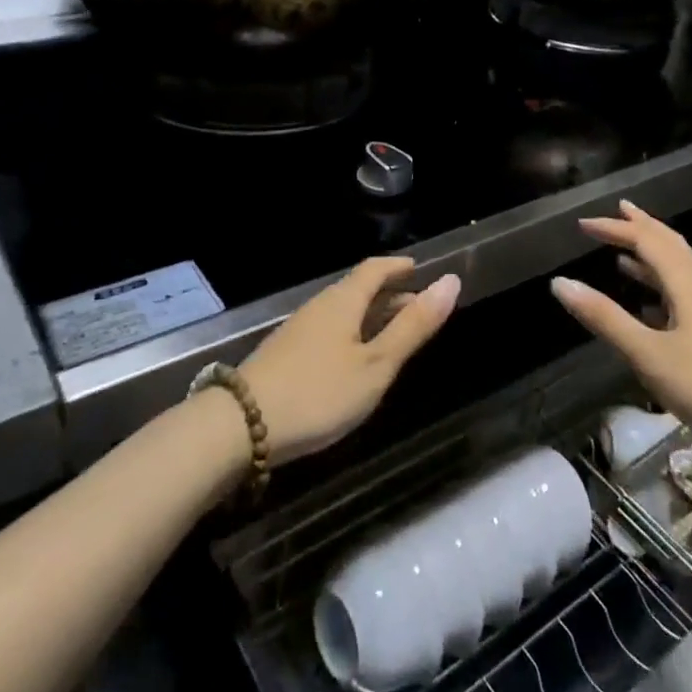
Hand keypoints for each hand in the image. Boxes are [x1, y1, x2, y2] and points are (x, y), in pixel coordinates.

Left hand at [242, 258, 458, 463]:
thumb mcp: (376, 364)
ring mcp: (299, 329)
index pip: (375, 269)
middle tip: (419, 308)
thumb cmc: (319, 392)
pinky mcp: (285, 353)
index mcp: (343, 300)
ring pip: (343, 312)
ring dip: (371, 317)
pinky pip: (329, 331)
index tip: (419, 270)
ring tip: (393, 335)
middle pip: (358, 289)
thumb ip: (413, 326)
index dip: (399, 267)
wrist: (241, 425)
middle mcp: (320, 306)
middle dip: (390, 295)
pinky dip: (352, 334)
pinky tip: (355, 360)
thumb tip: (450, 281)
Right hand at [551, 201, 691, 470]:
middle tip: (618, 211)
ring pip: (680, 270)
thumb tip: (561, 282)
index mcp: (685, 285)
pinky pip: (684, 294)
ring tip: (625, 254)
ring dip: (652, 255)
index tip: (583, 225)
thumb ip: (605, 318)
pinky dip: (661, 286)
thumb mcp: (649, 354)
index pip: (647, 241)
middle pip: (670, 245)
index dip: (615, 229)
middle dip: (642, 227)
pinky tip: (650, 306)